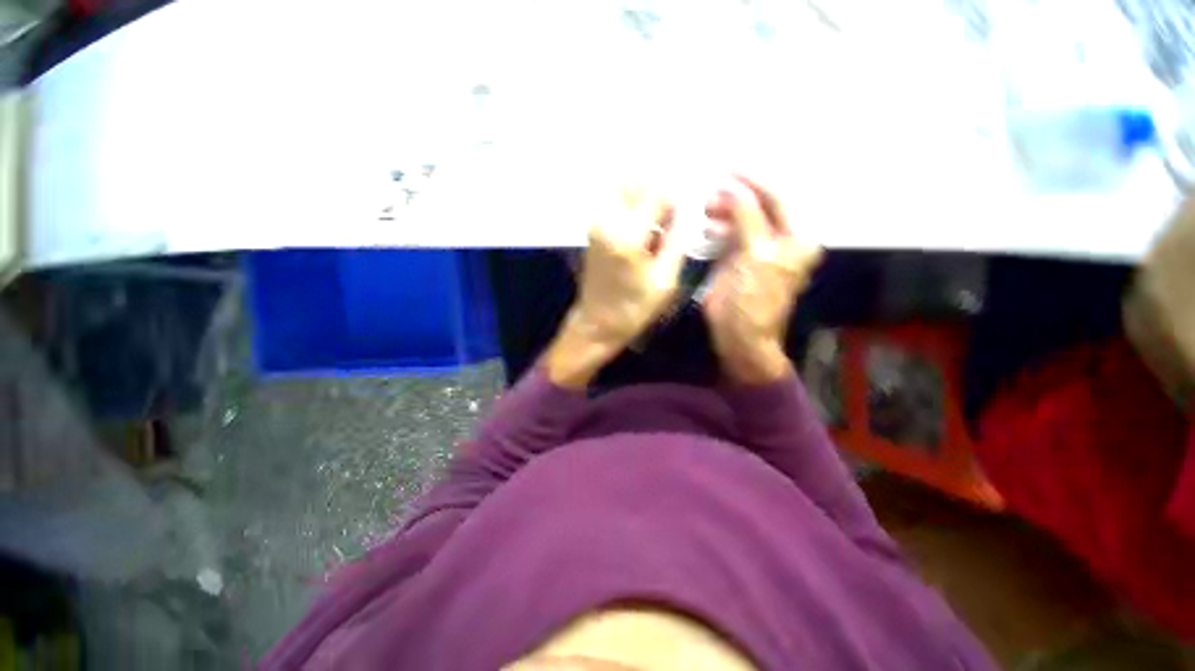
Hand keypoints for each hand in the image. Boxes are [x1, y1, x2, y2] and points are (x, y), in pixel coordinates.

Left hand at [545, 186, 685, 388]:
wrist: (596, 323)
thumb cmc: (633, 308)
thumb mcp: (665, 281)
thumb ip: (677, 241)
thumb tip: (684, 211)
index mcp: (628, 235)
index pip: (659, 192)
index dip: (677, 197)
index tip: (685, 212)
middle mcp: (608, 220)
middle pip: (638, 181)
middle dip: (659, 191)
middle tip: (671, 217)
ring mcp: (597, 222)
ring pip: (626, 188)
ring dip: (646, 197)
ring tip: (658, 226)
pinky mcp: (593, 228)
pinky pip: (617, 202)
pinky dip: (633, 206)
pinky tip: (644, 230)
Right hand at [702, 176, 822, 384]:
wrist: (739, 334)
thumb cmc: (754, 298)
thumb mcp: (756, 255)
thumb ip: (747, 218)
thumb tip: (732, 188)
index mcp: (795, 238)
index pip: (777, 198)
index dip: (753, 183)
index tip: (728, 171)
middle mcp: (778, 240)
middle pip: (757, 207)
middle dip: (734, 198)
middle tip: (710, 199)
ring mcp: (755, 249)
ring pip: (740, 220)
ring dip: (723, 213)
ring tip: (705, 213)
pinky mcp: (736, 260)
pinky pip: (727, 235)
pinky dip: (716, 229)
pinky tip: (706, 229)